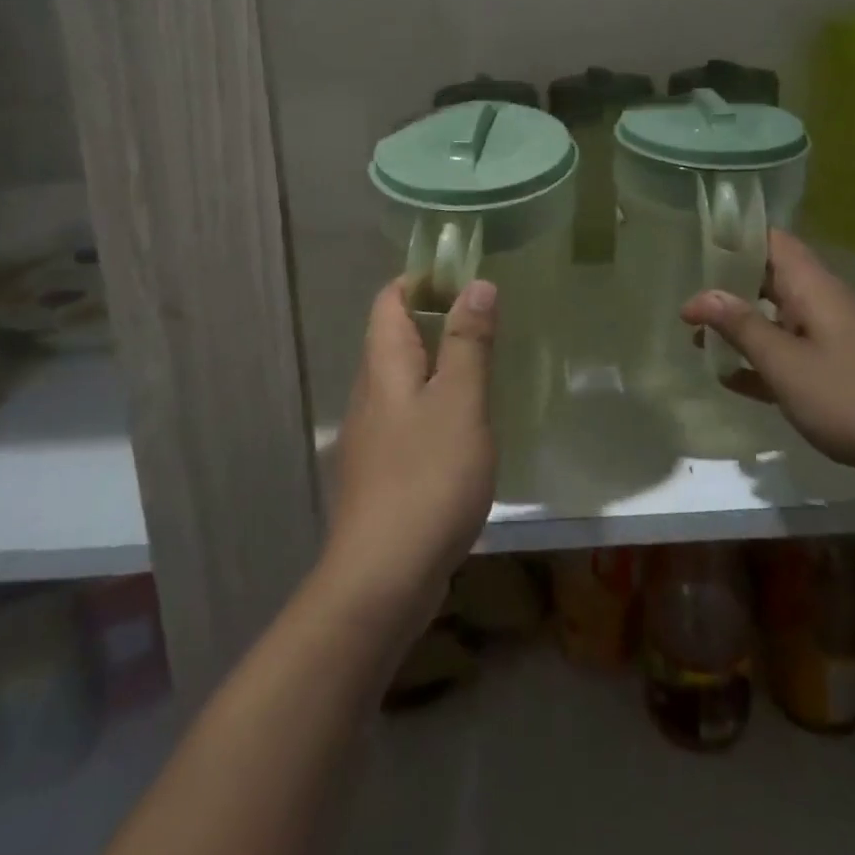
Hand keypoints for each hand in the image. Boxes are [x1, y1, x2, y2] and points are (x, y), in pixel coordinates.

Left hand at [322, 277, 498, 629]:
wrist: (383, 577)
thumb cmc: (427, 477)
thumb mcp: (460, 402)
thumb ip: (469, 342)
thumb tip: (476, 283)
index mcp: (384, 364)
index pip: (390, 299)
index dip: (421, 280)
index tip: (464, 278)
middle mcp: (369, 391)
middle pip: (393, 335)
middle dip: (434, 317)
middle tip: (484, 320)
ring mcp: (372, 433)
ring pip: (402, 377)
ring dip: (436, 361)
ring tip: (481, 367)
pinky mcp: (381, 467)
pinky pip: (407, 414)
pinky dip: (434, 401)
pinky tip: (463, 426)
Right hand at [681, 231, 854, 495]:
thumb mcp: (787, 365)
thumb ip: (742, 328)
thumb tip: (700, 295)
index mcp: (813, 289)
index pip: (771, 241)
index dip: (734, 238)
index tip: (696, 247)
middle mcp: (824, 305)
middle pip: (770, 279)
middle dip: (728, 287)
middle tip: (688, 302)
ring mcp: (837, 340)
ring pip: (780, 321)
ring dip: (742, 328)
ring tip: (699, 343)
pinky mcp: (846, 374)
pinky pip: (795, 357)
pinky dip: (765, 363)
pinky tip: (734, 382)